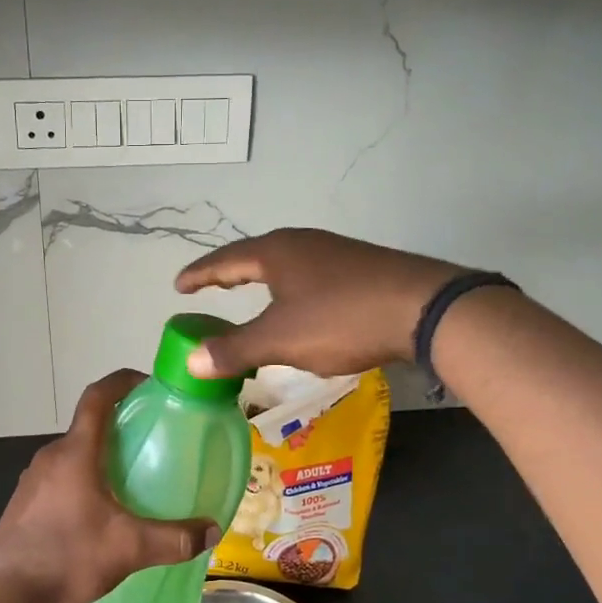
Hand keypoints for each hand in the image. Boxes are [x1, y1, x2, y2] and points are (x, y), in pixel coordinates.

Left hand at [0, 370, 220, 602]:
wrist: (4, 591)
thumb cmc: (66, 555)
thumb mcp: (128, 548)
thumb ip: (173, 539)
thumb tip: (211, 530)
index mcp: (75, 452)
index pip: (97, 397)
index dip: (122, 381)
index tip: (148, 383)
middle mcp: (51, 456)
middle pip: (88, 425)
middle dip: (120, 425)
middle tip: (152, 439)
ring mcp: (33, 478)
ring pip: (74, 453)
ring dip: (100, 455)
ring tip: (131, 477)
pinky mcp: (25, 502)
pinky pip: (60, 476)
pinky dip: (83, 478)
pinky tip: (99, 511)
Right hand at [176, 229, 469, 378]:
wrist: (423, 307)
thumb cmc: (341, 319)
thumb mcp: (280, 339)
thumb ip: (234, 349)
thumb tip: (190, 360)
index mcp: (275, 252)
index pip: (224, 260)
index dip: (199, 275)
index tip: (179, 286)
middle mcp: (302, 243)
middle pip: (254, 255)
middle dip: (229, 272)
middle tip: (209, 286)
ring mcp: (334, 251)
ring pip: (285, 263)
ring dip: (261, 278)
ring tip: (249, 293)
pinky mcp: (360, 266)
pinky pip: (309, 273)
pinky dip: (289, 288)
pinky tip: (301, 304)